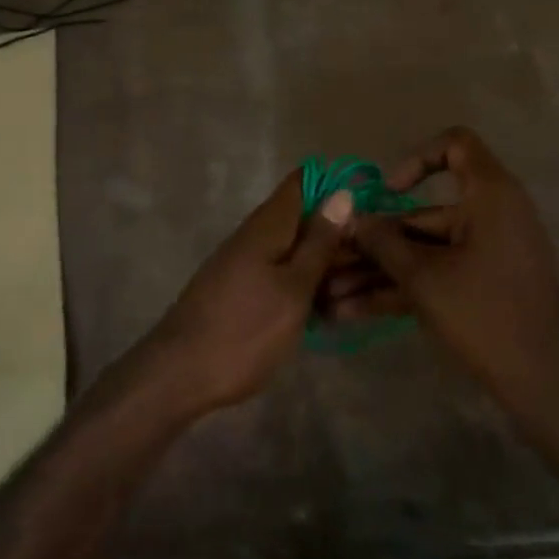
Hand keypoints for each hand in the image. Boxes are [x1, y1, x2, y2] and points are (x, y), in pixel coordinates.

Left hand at [134, 171, 353, 415]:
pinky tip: (327, 305)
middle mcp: (253, 236)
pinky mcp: (240, 289)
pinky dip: (304, 283)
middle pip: (300, 218)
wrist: (180, 374)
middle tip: (378, 258)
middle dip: (337, 232)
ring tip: (360, 285)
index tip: (371, 205)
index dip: (335, 186)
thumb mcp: (294, 288)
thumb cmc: (245, 331)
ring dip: (323, 262)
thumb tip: (341, 194)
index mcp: (266, 226)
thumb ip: (318, 243)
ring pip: (292, 249)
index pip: (301, 183)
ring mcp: (243, 263)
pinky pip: (279, 272)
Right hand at [350, 127, 558, 414]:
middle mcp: (490, 217)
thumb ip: (383, 242)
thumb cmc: (485, 313)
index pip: (457, 146)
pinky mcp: (481, 287)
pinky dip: (400, 289)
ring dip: (377, 271)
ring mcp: (486, 254)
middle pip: (423, 213)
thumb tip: (352, 219)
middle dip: (373, 240)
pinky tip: (353, 312)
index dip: (417, 159)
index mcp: (489, 196)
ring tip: (329, 294)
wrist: (544, 383)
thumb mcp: (424, 277)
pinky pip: (435, 275)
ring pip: (422, 251)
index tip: (387, 192)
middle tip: (330, 258)